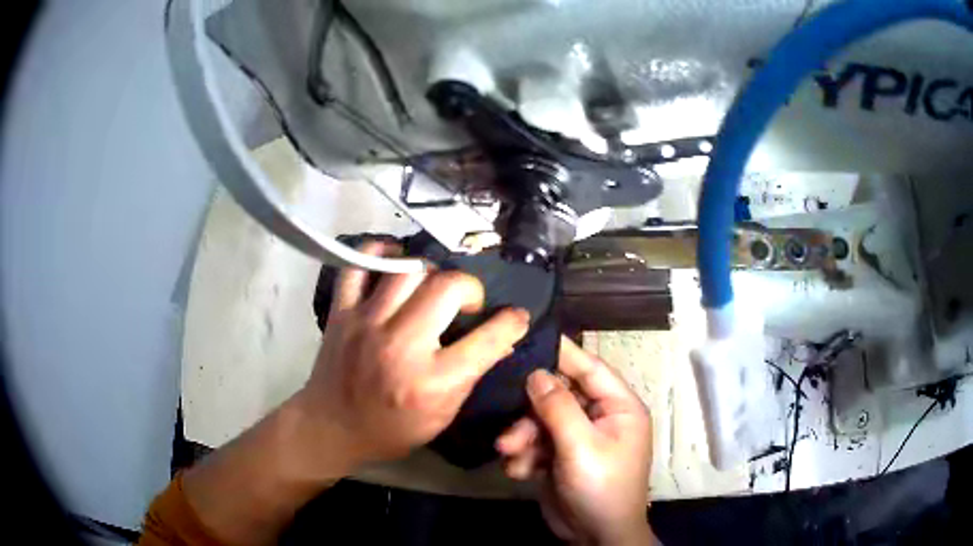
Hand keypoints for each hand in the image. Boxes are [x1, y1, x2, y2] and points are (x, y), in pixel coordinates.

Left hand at [294, 241, 530, 471]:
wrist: (332, 428)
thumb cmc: (392, 429)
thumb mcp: (442, 415)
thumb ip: (472, 375)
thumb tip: (501, 340)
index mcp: (432, 381)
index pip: (488, 339)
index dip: (512, 322)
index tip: (516, 316)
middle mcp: (401, 346)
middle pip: (447, 287)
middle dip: (469, 289)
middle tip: (465, 304)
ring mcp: (366, 323)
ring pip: (408, 269)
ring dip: (431, 273)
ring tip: (431, 288)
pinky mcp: (342, 311)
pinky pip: (359, 264)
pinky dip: (379, 252)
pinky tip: (395, 261)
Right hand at [497, 337, 653, 545]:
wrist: (596, 536)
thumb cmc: (601, 487)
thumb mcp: (581, 447)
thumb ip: (558, 408)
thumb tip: (536, 373)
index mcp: (618, 407)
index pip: (590, 368)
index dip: (562, 353)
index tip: (527, 337)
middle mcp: (599, 417)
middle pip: (558, 397)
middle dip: (530, 414)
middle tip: (508, 429)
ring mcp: (578, 438)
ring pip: (541, 422)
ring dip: (522, 438)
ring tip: (509, 454)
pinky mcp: (560, 457)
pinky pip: (537, 443)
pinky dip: (524, 456)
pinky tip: (519, 472)